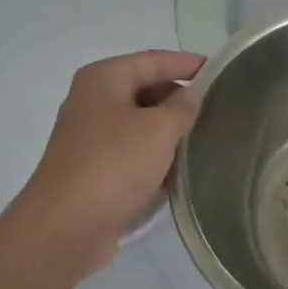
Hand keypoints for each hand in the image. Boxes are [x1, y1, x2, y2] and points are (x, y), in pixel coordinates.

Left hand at [11, 50, 204, 273]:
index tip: (222, 71)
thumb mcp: (159, 129)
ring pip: (142, 123)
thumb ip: (184, 106)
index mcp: (104, 78)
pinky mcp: (95, 168)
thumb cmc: (113, 165)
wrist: (65, 228)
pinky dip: (157, 156)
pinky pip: (134, 152)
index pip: (155, 60)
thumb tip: (194, 93)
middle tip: (221, 109)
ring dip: (171, 131)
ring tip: (209, 138)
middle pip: (148, 89)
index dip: (189, 64)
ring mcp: (92, 136)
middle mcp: (94, 100)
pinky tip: (183, 169)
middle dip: (182, 99)